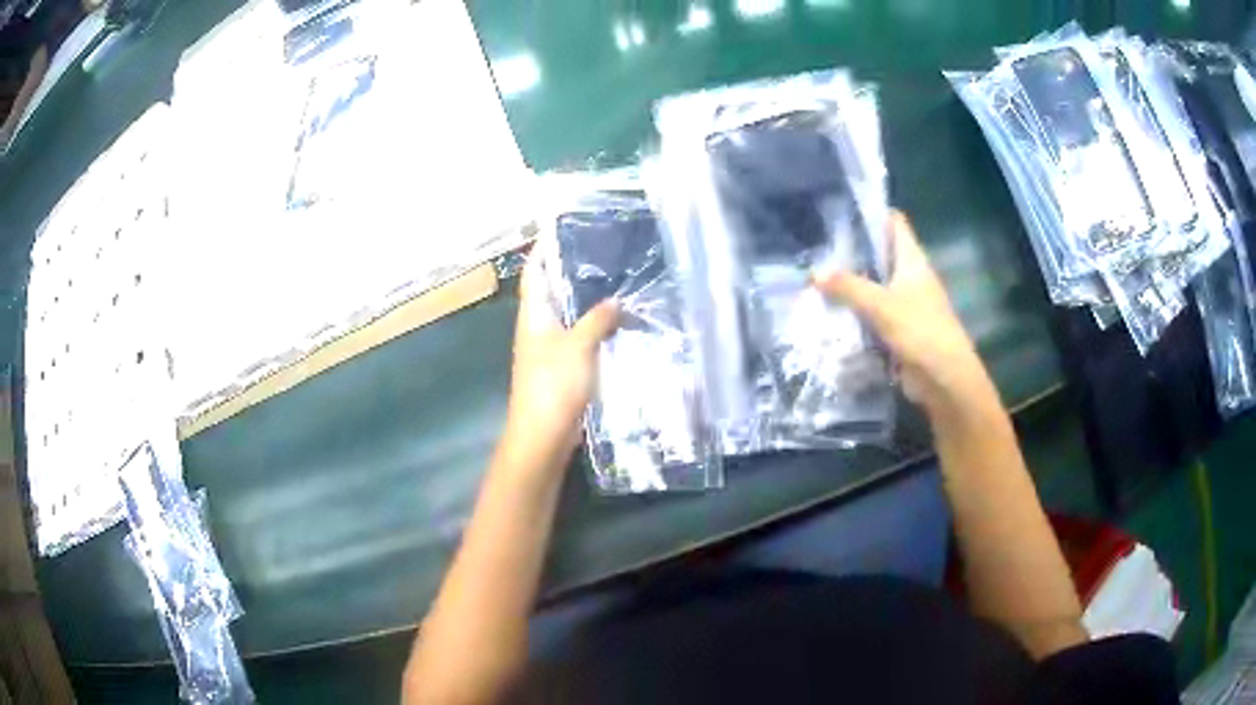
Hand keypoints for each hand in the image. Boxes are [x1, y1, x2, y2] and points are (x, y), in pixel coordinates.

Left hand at [501, 256, 619, 467]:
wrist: (544, 434)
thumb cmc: (553, 385)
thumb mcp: (578, 346)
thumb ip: (597, 319)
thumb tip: (616, 300)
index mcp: (533, 315)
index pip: (534, 273)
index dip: (544, 250)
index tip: (562, 228)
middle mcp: (539, 326)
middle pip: (553, 291)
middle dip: (572, 271)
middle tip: (602, 249)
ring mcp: (550, 348)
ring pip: (569, 315)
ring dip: (587, 299)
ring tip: (616, 278)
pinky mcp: (564, 367)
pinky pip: (580, 338)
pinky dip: (595, 326)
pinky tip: (618, 321)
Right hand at [812, 212, 995, 416]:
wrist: (945, 380)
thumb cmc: (921, 332)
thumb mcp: (882, 306)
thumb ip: (848, 287)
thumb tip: (814, 271)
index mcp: (912, 260)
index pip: (893, 223)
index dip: (871, 212)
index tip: (839, 209)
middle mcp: (910, 276)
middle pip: (880, 254)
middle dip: (852, 250)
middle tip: (815, 245)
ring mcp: (906, 304)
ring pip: (874, 285)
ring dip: (851, 284)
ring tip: (814, 275)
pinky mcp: (899, 329)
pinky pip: (873, 314)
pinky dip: (855, 313)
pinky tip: (830, 312)